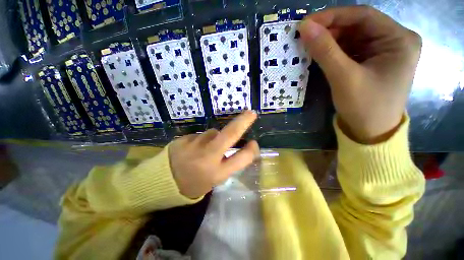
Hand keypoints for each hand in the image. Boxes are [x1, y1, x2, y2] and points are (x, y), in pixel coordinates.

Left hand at [169, 110, 258, 198]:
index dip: (251, 150)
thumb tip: (238, 145)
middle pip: (230, 134)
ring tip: (204, 148)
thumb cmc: (194, 183)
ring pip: (213, 132)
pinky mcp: (184, 138)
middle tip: (251, 114)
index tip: (253, 143)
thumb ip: (228, 162)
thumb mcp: (214, 179)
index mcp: (217, 172)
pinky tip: (193, 148)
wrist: (163, 181)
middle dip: (243, 122)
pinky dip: (201, 140)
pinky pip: (200, 135)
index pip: (242, 158)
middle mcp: (207, 157)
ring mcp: (194, 144)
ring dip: (214, 137)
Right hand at [299, 6, 421, 142]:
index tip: (306, 23)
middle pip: (357, 26)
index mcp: (399, 39)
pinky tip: (320, 55)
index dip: (333, 16)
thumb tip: (305, 28)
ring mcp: (383, 51)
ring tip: (309, 47)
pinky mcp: (372, 61)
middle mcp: (394, 40)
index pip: (363, 16)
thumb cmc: (364, 107)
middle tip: (305, 37)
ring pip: (352, 37)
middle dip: (330, 30)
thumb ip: (325, 51)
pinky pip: (350, 49)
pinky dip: (333, 51)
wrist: (370, 132)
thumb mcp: (344, 78)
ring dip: (329, 41)